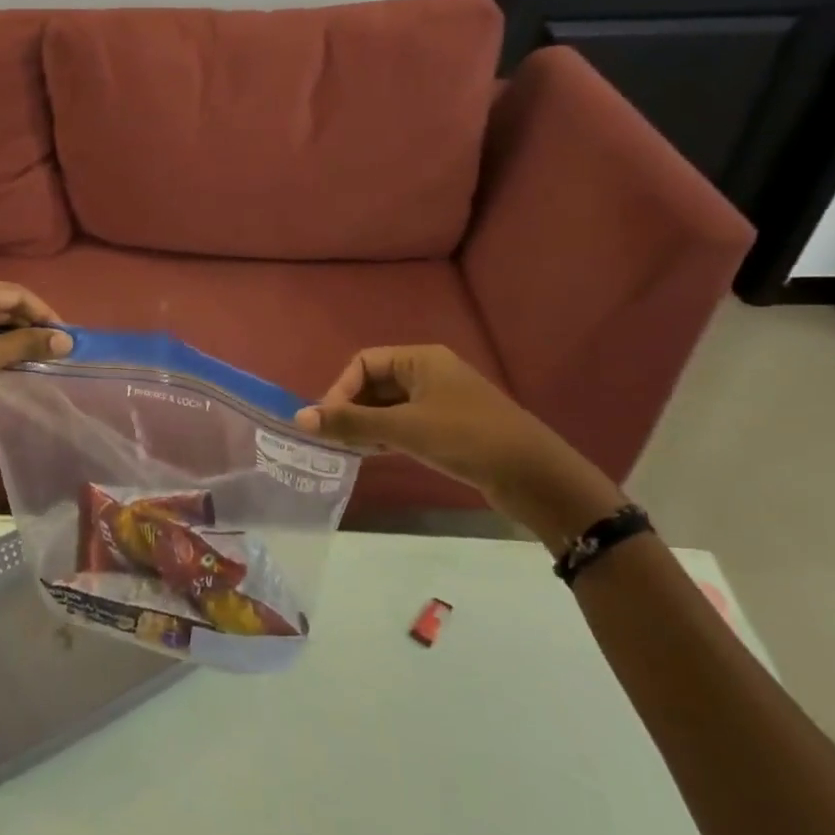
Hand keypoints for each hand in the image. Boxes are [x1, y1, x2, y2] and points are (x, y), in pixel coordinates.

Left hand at [0, 280, 71, 443]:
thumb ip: (28, 344)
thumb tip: (66, 340)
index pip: (15, 293)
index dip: (44, 313)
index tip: (65, 336)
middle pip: (2, 304)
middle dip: (30, 325)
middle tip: (55, 349)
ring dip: (15, 337)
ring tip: (39, 357)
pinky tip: (12, 363)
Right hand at [294, 345, 623, 548]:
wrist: (534, 476)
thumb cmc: (466, 438)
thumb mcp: (404, 429)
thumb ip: (351, 422)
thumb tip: (299, 417)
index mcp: (420, 359)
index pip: (364, 362)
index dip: (340, 389)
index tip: (328, 422)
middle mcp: (429, 373)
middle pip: (374, 383)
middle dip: (351, 408)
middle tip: (334, 439)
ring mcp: (440, 401)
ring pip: (388, 406)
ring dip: (365, 425)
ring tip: (348, 450)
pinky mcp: (448, 428)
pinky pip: (404, 424)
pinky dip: (385, 436)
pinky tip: (372, 454)